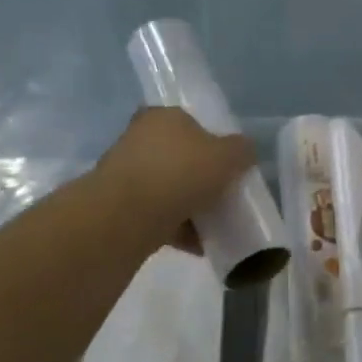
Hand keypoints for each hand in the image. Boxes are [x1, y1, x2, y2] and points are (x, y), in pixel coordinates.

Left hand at [92, 107, 255, 252]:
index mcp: (162, 116)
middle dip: (199, 177)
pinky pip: (156, 216)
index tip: (225, 163)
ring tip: (214, 225)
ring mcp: (124, 175)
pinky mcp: (117, 209)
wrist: (125, 218)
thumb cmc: (180, 172)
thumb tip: (244, 151)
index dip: (209, 140)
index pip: (187, 121)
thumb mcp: (228, 156)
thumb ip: (242, 150)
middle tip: (222, 194)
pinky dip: (176, 228)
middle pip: (177, 157)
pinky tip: (198, 244)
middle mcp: (138, 139)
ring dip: (188, 205)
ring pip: (166, 188)